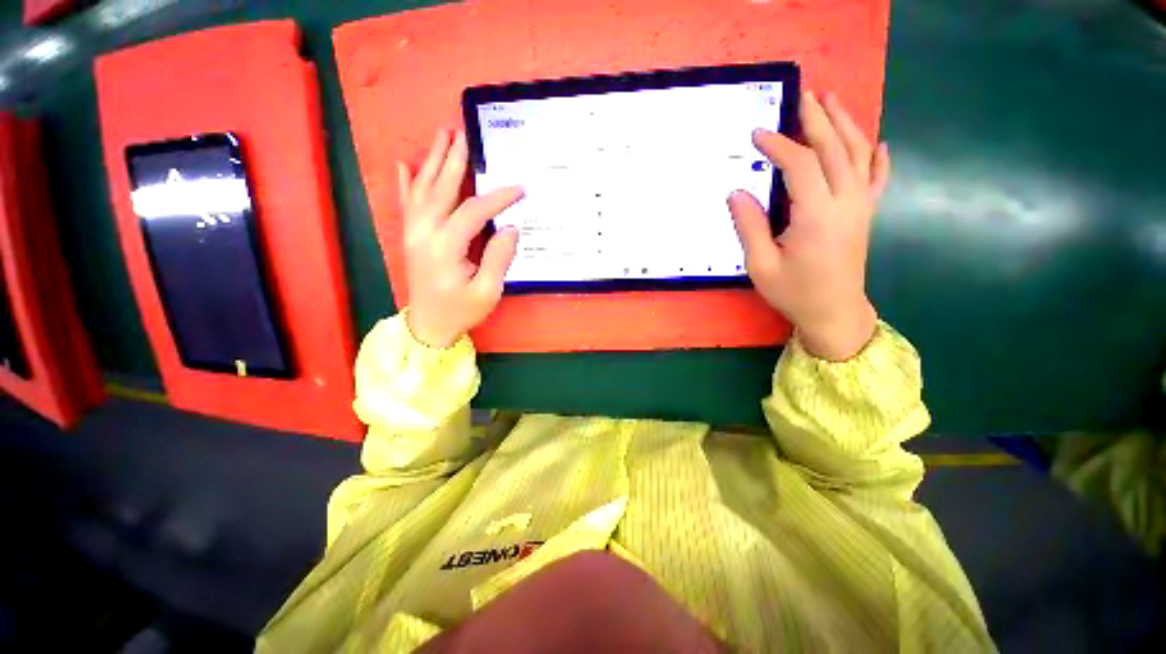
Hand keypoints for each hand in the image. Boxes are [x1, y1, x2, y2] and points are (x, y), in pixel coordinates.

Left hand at [399, 130, 522, 347]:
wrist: (428, 326)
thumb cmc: (460, 311)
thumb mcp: (487, 291)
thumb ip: (498, 258)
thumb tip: (510, 228)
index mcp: (444, 248)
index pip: (472, 212)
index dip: (497, 198)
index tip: (519, 189)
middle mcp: (424, 233)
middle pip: (440, 189)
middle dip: (454, 160)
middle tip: (464, 134)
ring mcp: (413, 233)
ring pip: (422, 189)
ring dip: (433, 161)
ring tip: (442, 135)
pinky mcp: (410, 237)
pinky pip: (406, 203)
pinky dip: (405, 182)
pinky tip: (404, 164)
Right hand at [729, 91, 889, 360]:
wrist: (834, 313)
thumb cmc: (794, 292)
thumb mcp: (761, 265)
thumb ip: (749, 226)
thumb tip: (736, 193)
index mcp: (816, 215)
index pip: (800, 165)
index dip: (778, 146)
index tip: (757, 135)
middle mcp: (844, 203)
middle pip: (834, 149)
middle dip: (816, 120)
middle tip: (802, 96)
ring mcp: (860, 207)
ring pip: (858, 154)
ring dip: (845, 125)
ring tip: (832, 102)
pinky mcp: (865, 214)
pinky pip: (876, 178)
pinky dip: (877, 156)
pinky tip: (876, 141)